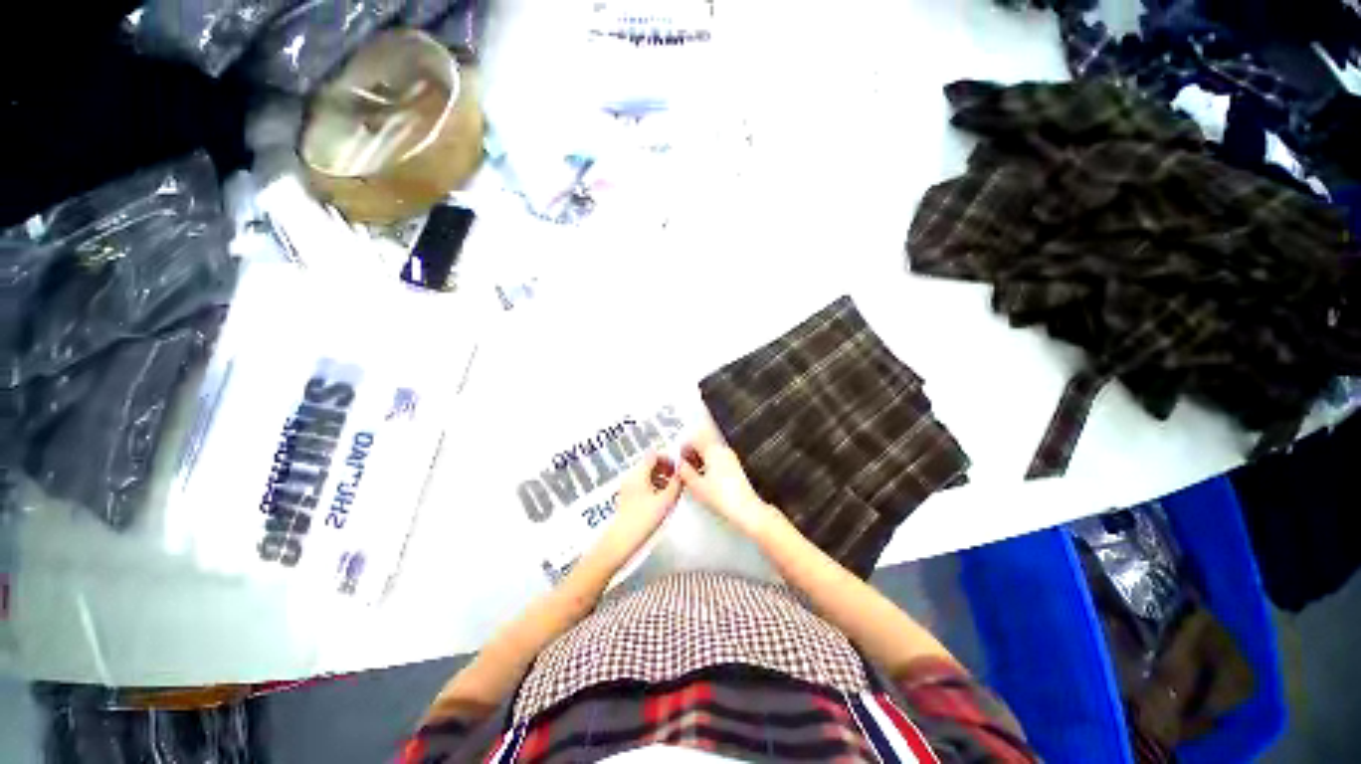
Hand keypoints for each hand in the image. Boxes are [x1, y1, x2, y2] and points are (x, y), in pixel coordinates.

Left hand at [589, 452, 680, 570]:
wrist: (622, 540)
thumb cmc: (643, 520)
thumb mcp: (665, 501)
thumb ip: (676, 484)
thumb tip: (682, 474)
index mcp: (639, 473)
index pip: (654, 454)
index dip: (668, 458)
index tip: (678, 467)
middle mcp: (631, 476)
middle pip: (650, 463)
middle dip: (666, 468)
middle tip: (677, 479)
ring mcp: (628, 486)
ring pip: (647, 474)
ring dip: (661, 477)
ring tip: (672, 489)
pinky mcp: (628, 496)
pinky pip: (643, 483)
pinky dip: (654, 485)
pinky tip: (662, 498)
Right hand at [676, 424, 785, 540]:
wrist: (745, 510)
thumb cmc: (722, 497)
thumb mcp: (696, 485)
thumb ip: (684, 471)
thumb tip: (679, 465)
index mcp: (712, 450)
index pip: (693, 440)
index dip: (683, 449)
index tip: (677, 460)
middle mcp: (722, 450)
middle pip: (702, 445)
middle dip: (691, 455)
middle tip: (683, 468)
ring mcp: (730, 458)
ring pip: (710, 453)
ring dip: (700, 461)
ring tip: (693, 476)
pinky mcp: (735, 468)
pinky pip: (718, 461)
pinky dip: (709, 466)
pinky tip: (705, 480)